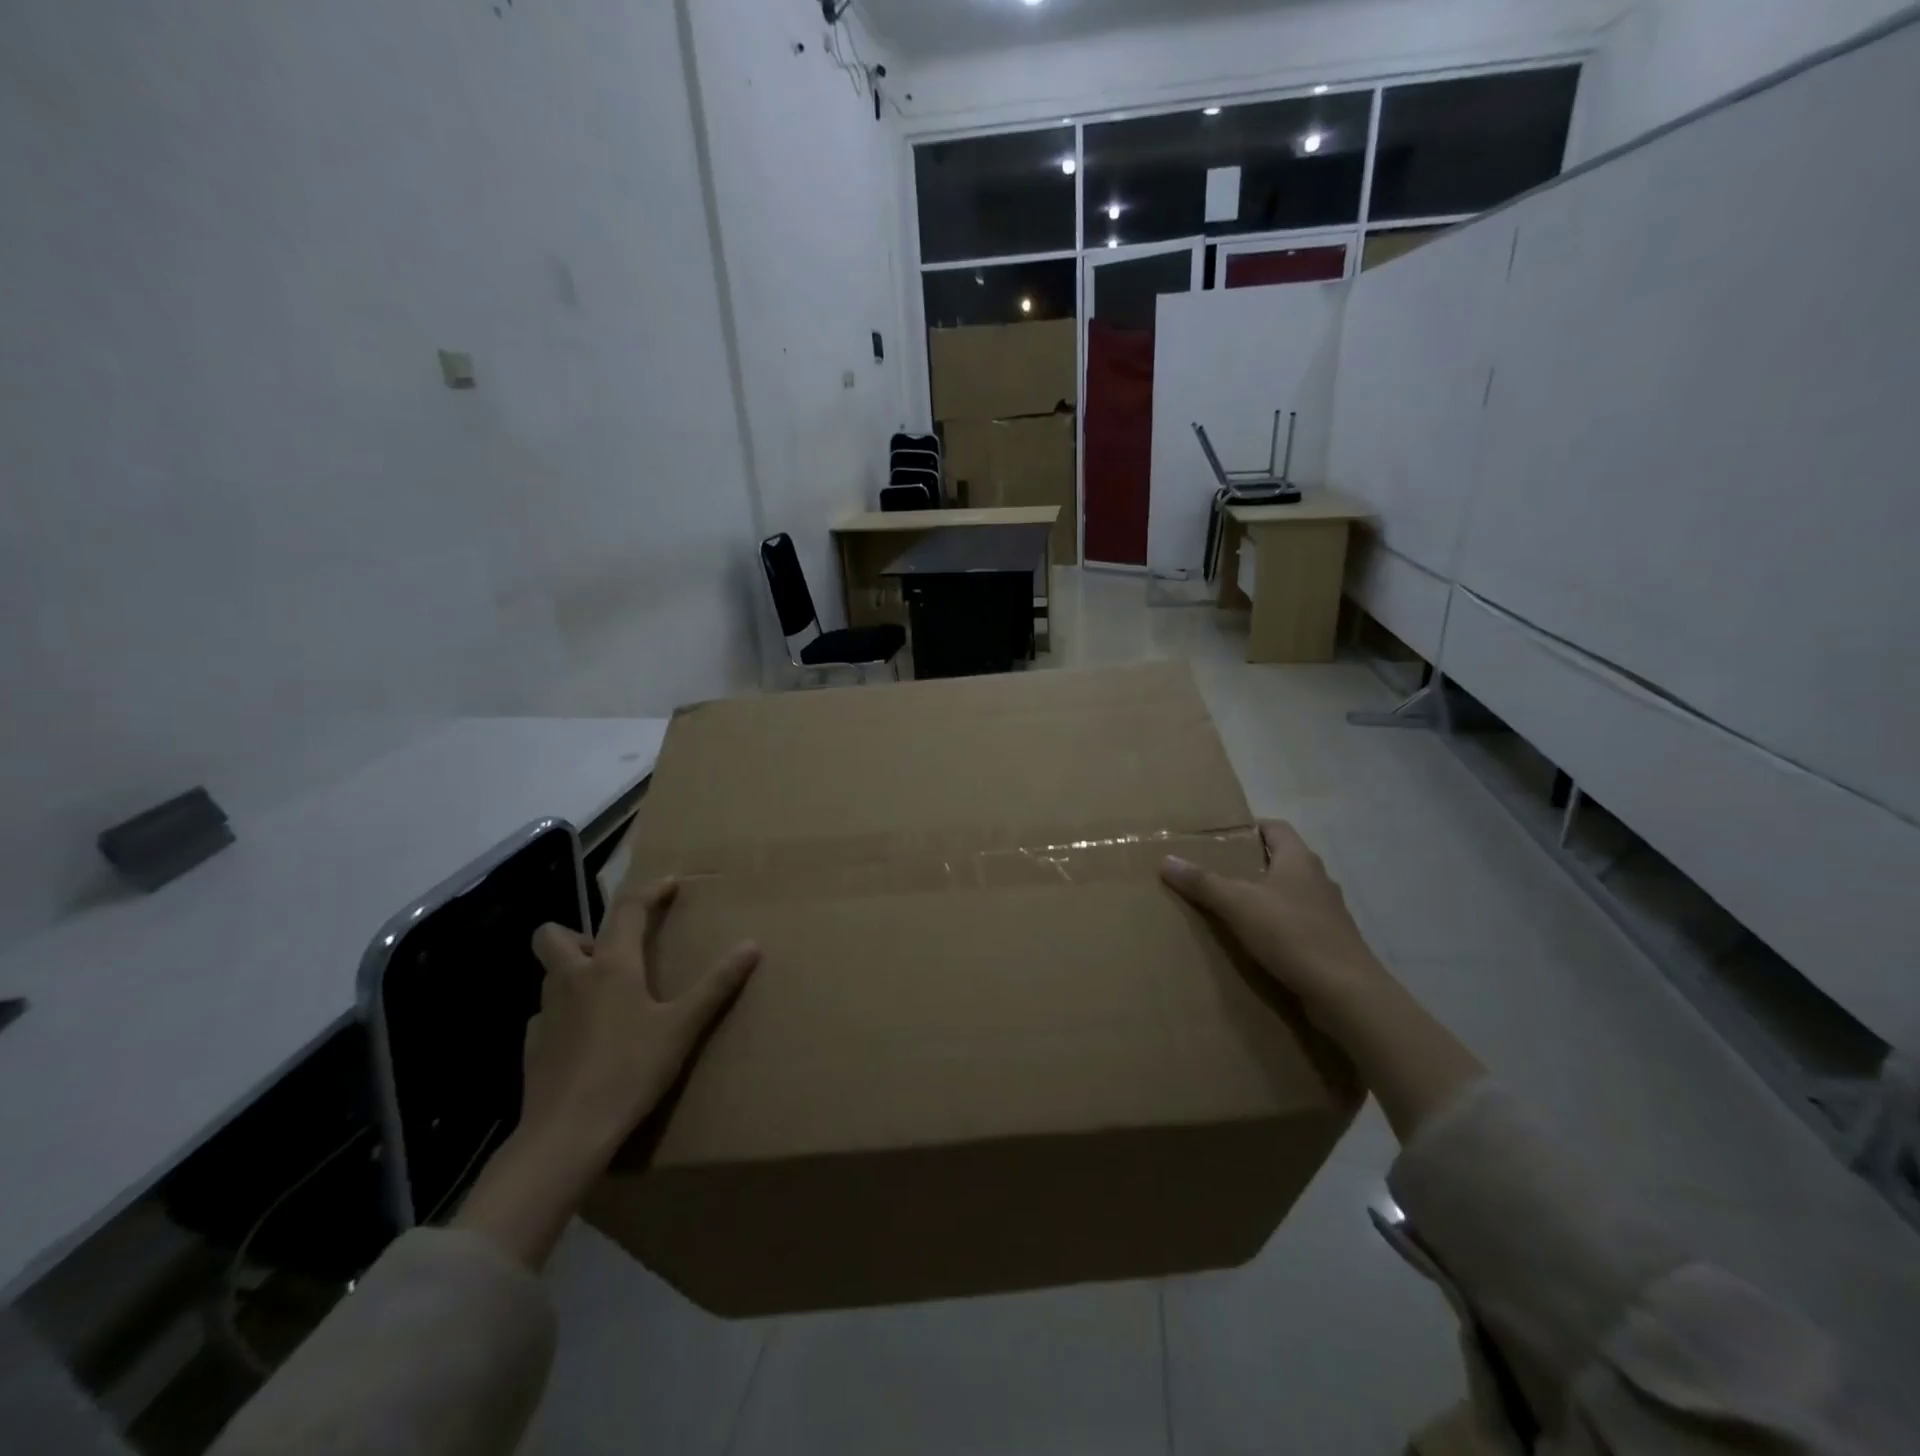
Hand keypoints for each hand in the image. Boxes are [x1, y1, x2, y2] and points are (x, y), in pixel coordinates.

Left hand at [455, 879, 757, 1269]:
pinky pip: (546, 1015)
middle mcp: (572, 980)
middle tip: (614, 952)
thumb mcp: (682, 1027)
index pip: (629, 911)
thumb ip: (716, 984)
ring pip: (550, 975)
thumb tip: (751, 945)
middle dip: (579, 932)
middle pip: (553, 935)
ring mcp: (546, 1014)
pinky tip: (587, 1038)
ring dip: (574, 971)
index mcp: (611, 966)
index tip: (669, 885)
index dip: (650, 892)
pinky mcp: (533, 1048)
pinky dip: (565, 1014)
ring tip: (607, 994)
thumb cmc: (630, 1071)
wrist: (566, 1135)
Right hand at [1161, 821, 1389, 1027]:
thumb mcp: (1237, 904)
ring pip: (1291, 894)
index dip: (1250, 827)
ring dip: (1265, 897)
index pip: (1275, 828)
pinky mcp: (1330, 943)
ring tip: (1232, 907)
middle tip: (1216, 871)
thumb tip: (1166, 860)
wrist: (1346, 993)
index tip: (1221, 837)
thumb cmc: (1292, 934)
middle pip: (1282, 860)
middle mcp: (1318, 880)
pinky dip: (1278, 926)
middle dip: (1252, 863)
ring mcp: (1328, 913)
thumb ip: (1202, 882)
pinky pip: (1298, 924)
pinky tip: (1257, 941)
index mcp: (1299, 860)